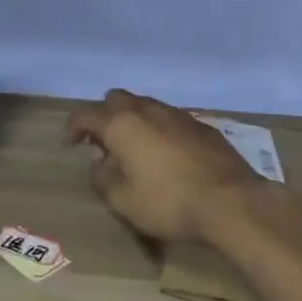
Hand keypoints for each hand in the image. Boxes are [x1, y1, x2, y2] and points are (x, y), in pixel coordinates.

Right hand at [66, 90, 268, 243]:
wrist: (230, 201)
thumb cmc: (168, 201)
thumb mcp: (122, 200)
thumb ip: (101, 177)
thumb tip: (99, 161)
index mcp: (121, 124)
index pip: (85, 114)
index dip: (73, 127)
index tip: (72, 143)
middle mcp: (146, 109)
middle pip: (115, 99)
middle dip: (104, 116)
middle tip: (105, 143)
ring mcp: (177, 114)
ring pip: (145, 105)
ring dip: (134, 121)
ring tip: (136, 150)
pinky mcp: (201, 125)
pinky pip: (169, 119)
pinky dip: (159, 130)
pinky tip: (168, 155)